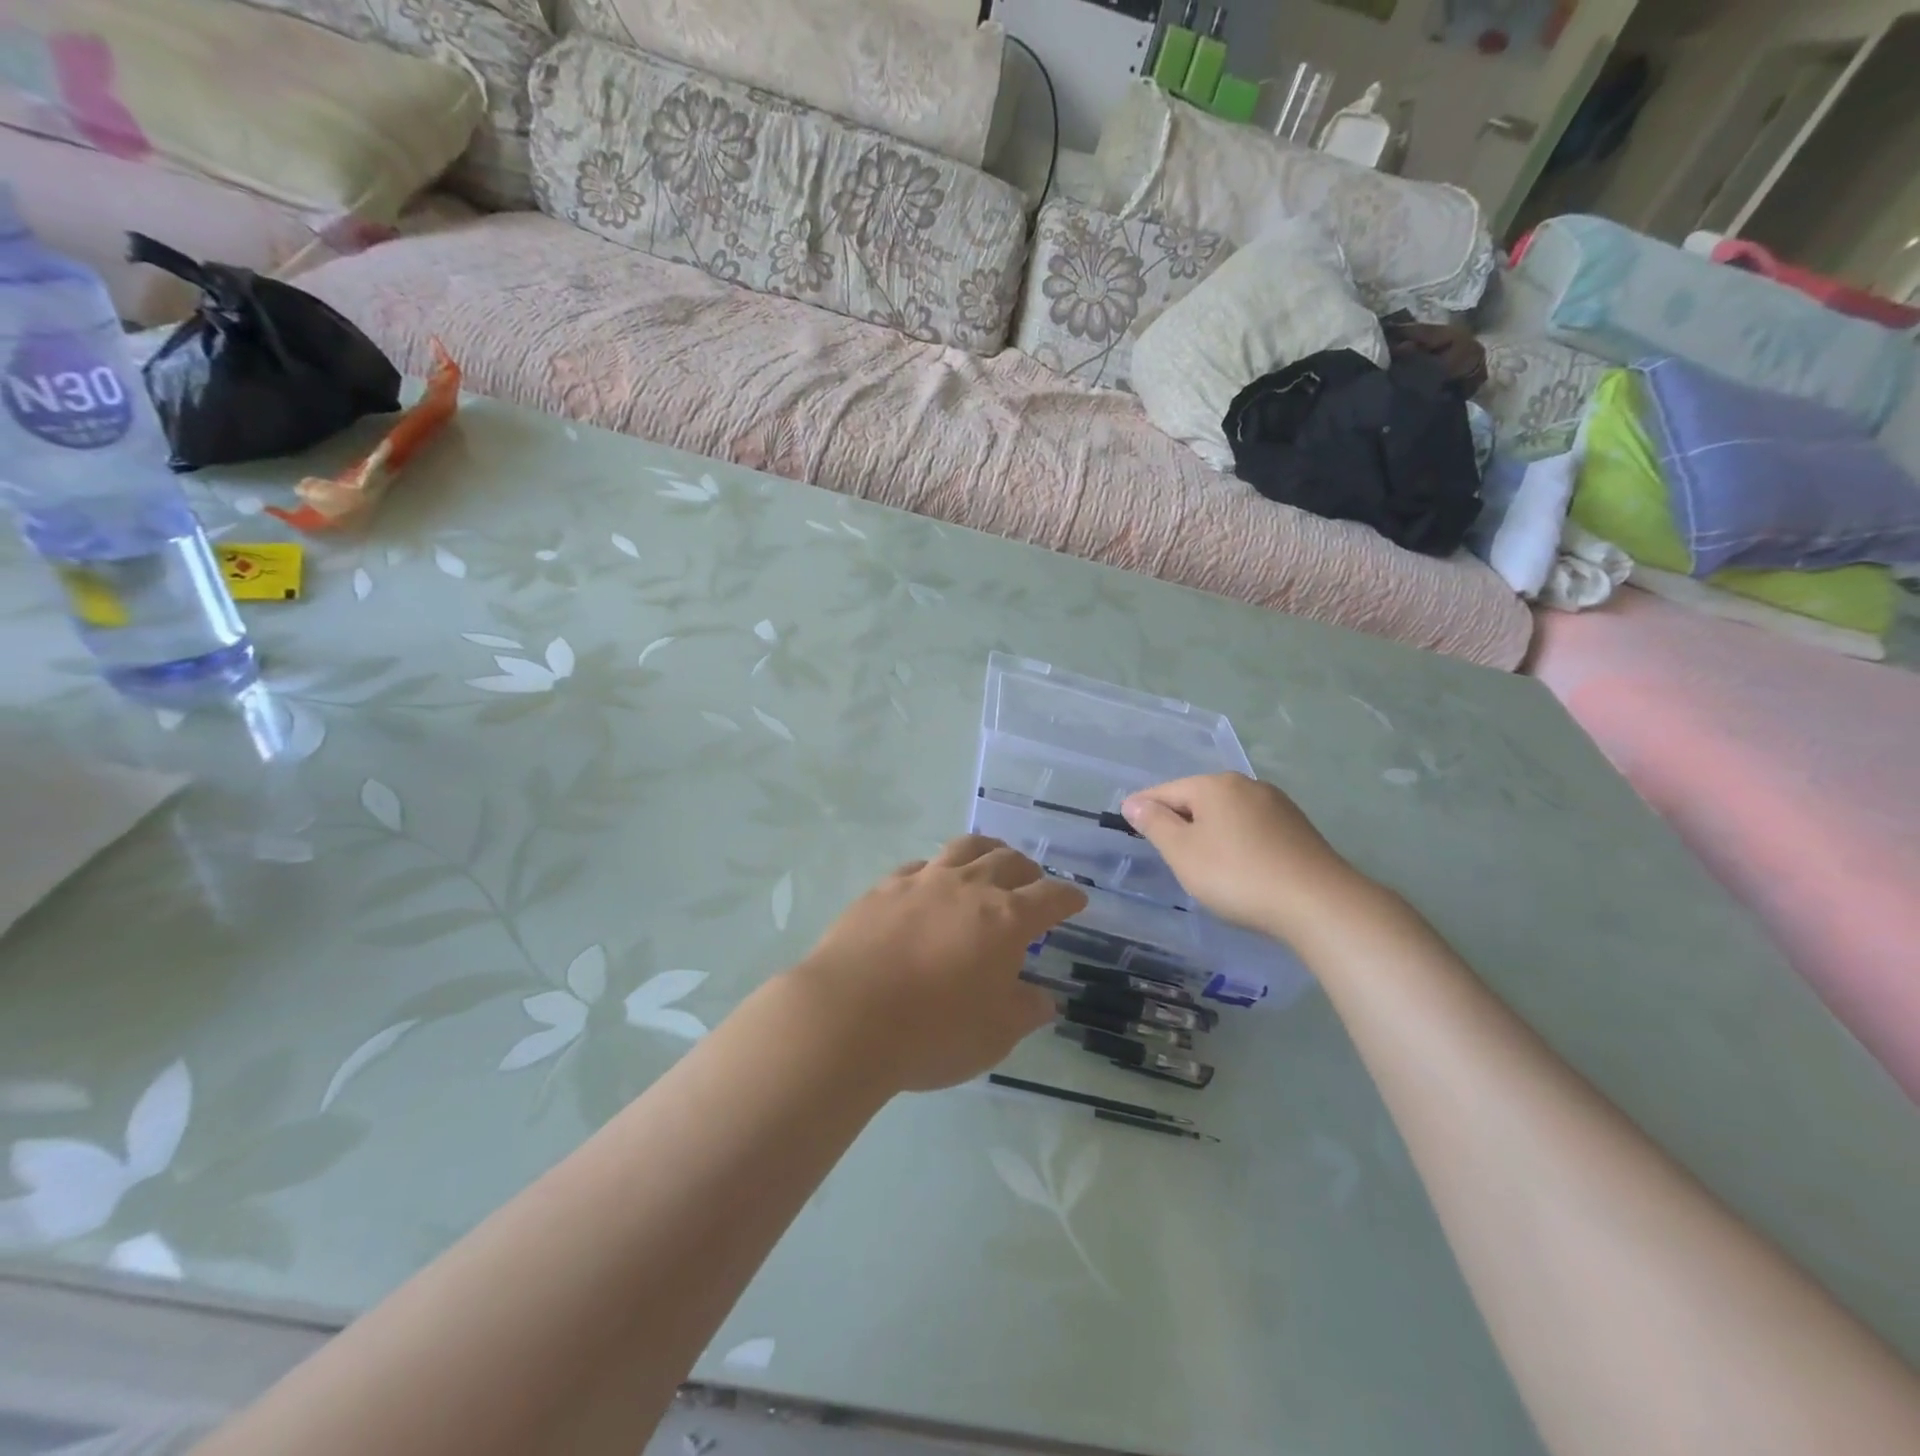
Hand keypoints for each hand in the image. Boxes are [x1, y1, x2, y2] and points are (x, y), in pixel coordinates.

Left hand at [790, 837, 1086, 1092]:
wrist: (846, 1017)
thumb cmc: (932, 1032)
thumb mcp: (994, 1035)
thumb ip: (1025, 1010)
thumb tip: (1044, 998)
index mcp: (1006, 919)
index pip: (1050, 897)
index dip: (1068, 898)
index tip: (1076, 901)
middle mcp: (969, 888)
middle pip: (1009, 861)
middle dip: (1028, 869)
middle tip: (1032, 882)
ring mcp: (924, 881)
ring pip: (965, 848)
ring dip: (987, 851)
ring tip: (991, 860)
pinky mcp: (885, 886)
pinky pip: (921, 865)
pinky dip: (938, 868)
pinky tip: (932, 881)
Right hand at [1121, 774, 1373, 943]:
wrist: (1318, 903)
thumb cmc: (1237, 875)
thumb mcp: (1183, 853)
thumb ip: (1155, 824)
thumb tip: (1134, 802)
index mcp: (1215, 785)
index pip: (1166, 791)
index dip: (1144, 807)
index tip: (1126, 823)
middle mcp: (1247, 785)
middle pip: (1199, 798)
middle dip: (1179, 819)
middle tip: (1164, 849)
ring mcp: (1277, 805)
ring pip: (1228, 813)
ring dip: (1209, 831)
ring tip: (1200, 861)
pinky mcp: (1298, 828)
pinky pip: (1252, 827)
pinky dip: (1236, 841)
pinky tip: (1238, 866)